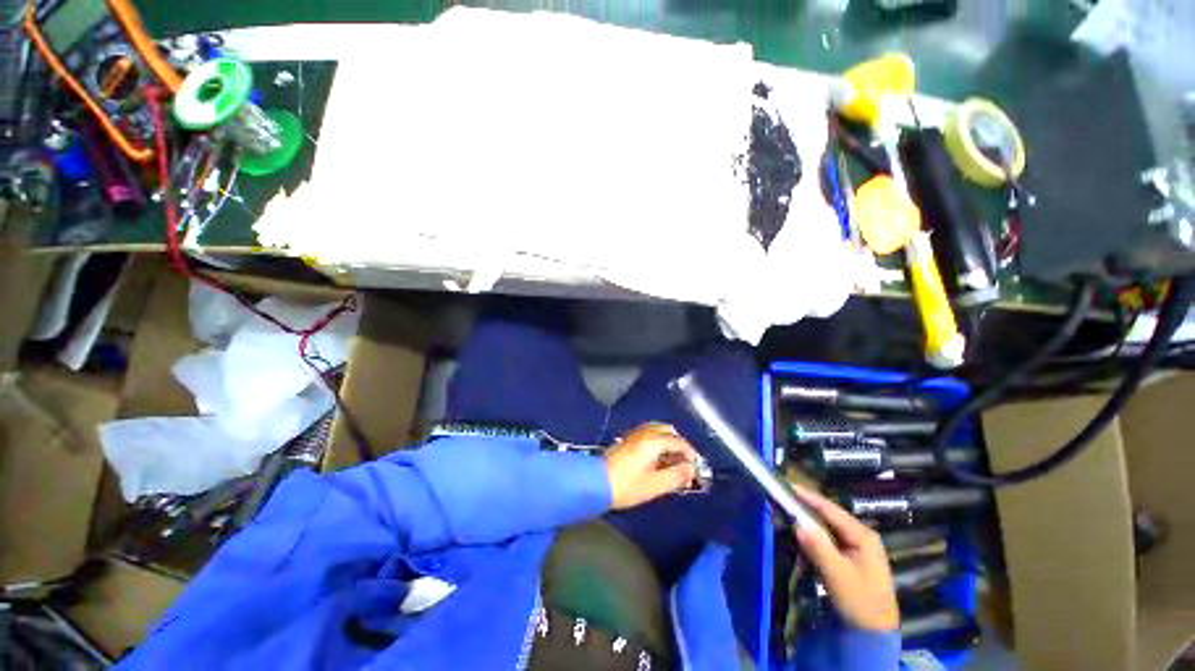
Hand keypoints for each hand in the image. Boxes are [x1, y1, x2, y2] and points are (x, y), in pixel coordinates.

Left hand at [605, 423, 700, 509]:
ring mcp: (634, 435)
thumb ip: (675, 476)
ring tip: (673, 461)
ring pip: (657, 431)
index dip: (690, 454)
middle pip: (668, 431)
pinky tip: (657, 459)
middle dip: (680, 444)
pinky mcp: (626, 440)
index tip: (697, 467)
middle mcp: (644, 433)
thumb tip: (691, 470)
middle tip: (685, 462)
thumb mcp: (654, 485)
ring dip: (668, 442)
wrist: (595, 483)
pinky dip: (658, 443)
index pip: (678, 442)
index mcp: (653, 441)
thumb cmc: (626, 486)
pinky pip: (648, 435)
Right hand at [792, 484, 898, 631]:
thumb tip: (797, 523)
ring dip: (808, 524)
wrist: (873, 633)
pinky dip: (813, 538)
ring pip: (827, 528)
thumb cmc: (859, 601)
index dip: (809, 497)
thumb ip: (819, 547)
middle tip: (783, 502)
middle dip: (806, 510)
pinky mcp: (850, 558)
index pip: (831, 510)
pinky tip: (801, 538)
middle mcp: (861, 536)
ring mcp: (857, 547)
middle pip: (828, 516)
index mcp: (863, 536)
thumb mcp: (837, 575)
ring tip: (787, 516)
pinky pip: (828, 540)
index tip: (788, 486)